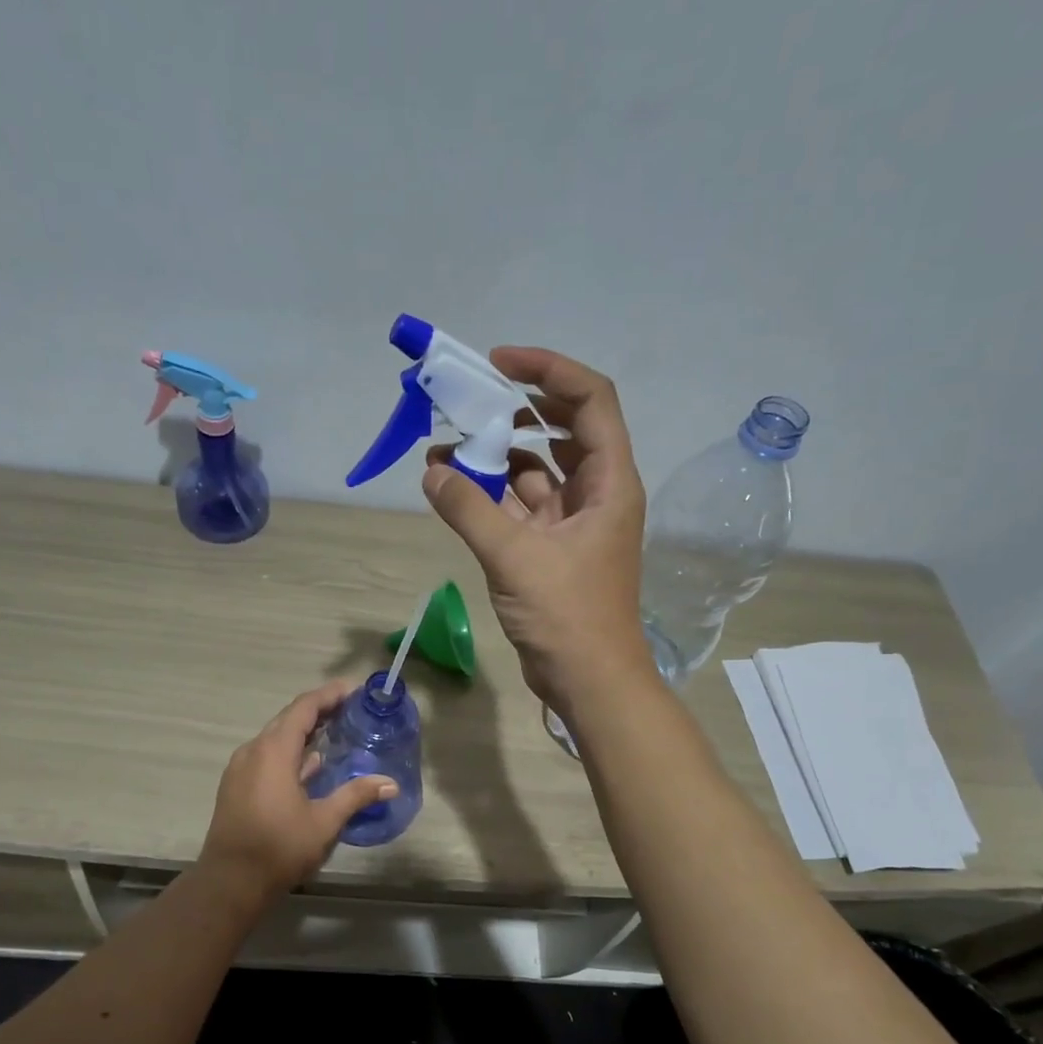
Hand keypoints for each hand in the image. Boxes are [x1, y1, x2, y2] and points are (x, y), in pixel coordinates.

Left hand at [196, 680, 397, 901]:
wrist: (229, 882)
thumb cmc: (279, 848)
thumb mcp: (324, 822)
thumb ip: (356, 795)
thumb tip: (390, 783)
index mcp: (274, 751)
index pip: (304, 708)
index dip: (330, 695)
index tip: (354, 690)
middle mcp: (253, 750)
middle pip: (288, 719)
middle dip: (319, 710)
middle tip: (350, 710)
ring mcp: (241, 768)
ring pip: (276, 738)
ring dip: (304, 732)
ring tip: (335, 734)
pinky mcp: (236, 786)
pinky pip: (266, 755)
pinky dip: (290, 751)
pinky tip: (309, 766)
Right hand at [424, 346, 654, 710]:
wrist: (588, 680)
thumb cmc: (568, 616)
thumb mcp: (515, 557)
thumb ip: (470, 510)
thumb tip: (432, 470)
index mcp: (609, 482)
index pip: (590, 399)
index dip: (549, 370)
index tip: (500, 363)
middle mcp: (596, 493)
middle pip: (563, 428)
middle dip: (517, 408)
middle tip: (469, 399)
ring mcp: (572, 522)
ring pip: (536, 469)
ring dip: (495, 454)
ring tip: (446, 444)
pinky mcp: (550, 548)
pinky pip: (519, 505)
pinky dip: (490, 493)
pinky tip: (453, 487)